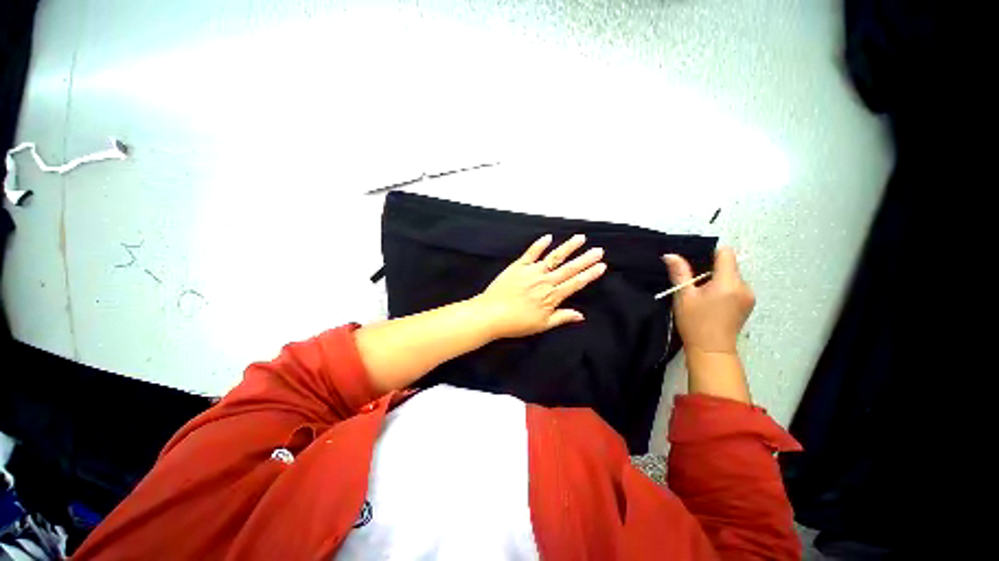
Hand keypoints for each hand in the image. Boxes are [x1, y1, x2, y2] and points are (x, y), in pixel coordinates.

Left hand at [474, 234, 606, 338]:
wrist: (491, 314)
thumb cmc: (516, 323)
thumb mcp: (542, 325)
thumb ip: (562, 317)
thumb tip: (580, 316)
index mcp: (552, 296)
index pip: (575, 283)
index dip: (589, 274)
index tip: (601, 266)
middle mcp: (545, 281)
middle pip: (569, 268)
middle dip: (585, 259)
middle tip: (598, 250)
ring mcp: (532, 271)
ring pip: (554, 257)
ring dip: (568, 247)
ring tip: (580, 238)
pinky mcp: (518, 266)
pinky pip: (531, 253)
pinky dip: (539, 244)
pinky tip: (548, 237)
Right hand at [662, 248, 753, 354]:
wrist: (711, 350)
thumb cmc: (695, 322)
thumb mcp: (684, 296)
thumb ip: (680, 273)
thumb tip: (670, 255)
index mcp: (729, 282)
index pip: (726, 254)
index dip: (710, 253)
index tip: (695, 264)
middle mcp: (744, 286)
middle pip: (729, 266)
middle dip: (711, 269)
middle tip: (693, 283)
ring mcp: (749, 296)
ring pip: (732, 277)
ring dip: (717, 279)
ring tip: (701, 294)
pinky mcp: (748, 305)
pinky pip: (735, 287)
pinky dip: (723, 289)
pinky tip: (711, 301)